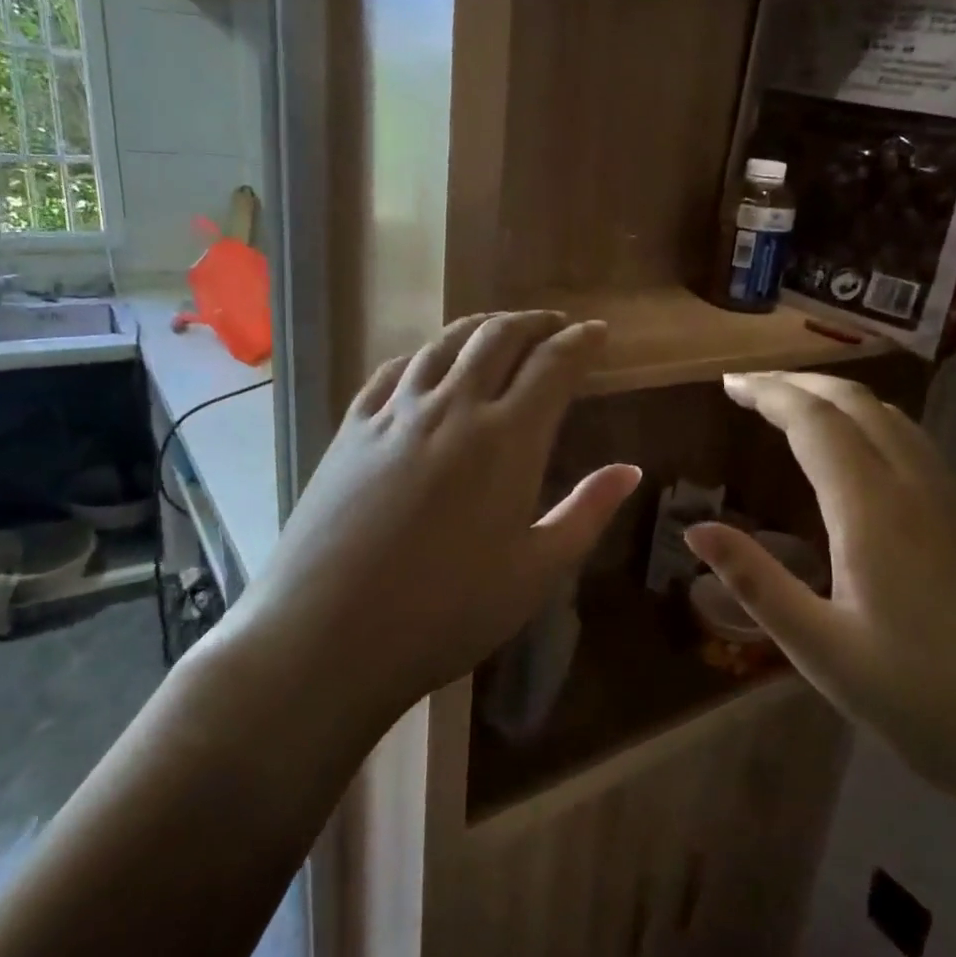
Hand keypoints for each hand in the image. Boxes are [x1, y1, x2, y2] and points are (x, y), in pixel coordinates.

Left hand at [227, 312, 641, 726]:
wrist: (326, 634)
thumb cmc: (447, 611)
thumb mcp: (536, 572)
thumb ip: (586, 512)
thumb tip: (629, 470)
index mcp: (507, 438)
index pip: (553, 365)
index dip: (581, 341)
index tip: (598, 331)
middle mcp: (452, 407)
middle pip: (499, 337)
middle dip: (535, 322)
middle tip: (556, 324)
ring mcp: (395, 413)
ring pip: (445, 342)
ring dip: (483, 327)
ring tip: (502, 329)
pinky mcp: (353, 427)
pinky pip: (396, 368)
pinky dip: (427, 352)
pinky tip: (431, 362)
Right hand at [685, 372, 955, 838]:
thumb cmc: (927, 704)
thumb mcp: (822, 651)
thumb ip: (757, 582)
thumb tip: (696, 530)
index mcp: (874, 511)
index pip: (815, 422)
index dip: (769, 394)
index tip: (730, 384)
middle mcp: (920, 488)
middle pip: (858, 404)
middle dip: (801, 384)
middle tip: (752, 389)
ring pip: (895, 421)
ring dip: (840, 401)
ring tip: (797, 411)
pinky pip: (919, 449)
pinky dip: (874, 428)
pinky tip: (861, 462)